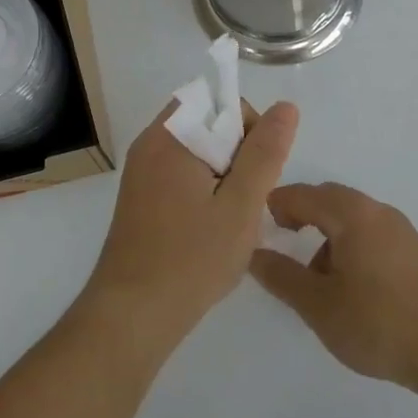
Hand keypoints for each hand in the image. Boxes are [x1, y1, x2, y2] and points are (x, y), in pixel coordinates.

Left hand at [78, 101, 299, 350]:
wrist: (133, 314)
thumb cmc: (191, 258)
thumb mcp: (240, 205)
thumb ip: (265, 153)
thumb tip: (285, 107)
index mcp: (169, 137)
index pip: (217, 102)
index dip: (249, 128)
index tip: (257, 172)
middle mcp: (149, 145)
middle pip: (206, 125)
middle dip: (236, 155)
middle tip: (246, 201)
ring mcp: (140, 172)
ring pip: (196, 153)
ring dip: (222, 176)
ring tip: (231, 219)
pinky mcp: (140, 198)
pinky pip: (179, 175)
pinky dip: (202, 191)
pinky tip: (211, 229)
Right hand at [249, 183, 417, 387]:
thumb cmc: (378, 323)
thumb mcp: (318, 305)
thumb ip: (281, 276)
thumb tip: (253, 254)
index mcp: (351, 214)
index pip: (302, 194)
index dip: (274, 205)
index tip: (256, 228)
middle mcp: (376, 210)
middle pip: (327, 198)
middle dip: (300, 215)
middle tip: (280, 242)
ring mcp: (399, 229)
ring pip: (349, 216)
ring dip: (325, 233)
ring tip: (314, 277)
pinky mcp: (413, 251)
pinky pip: (368, 232)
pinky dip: (347, 245)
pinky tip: (348, 285)